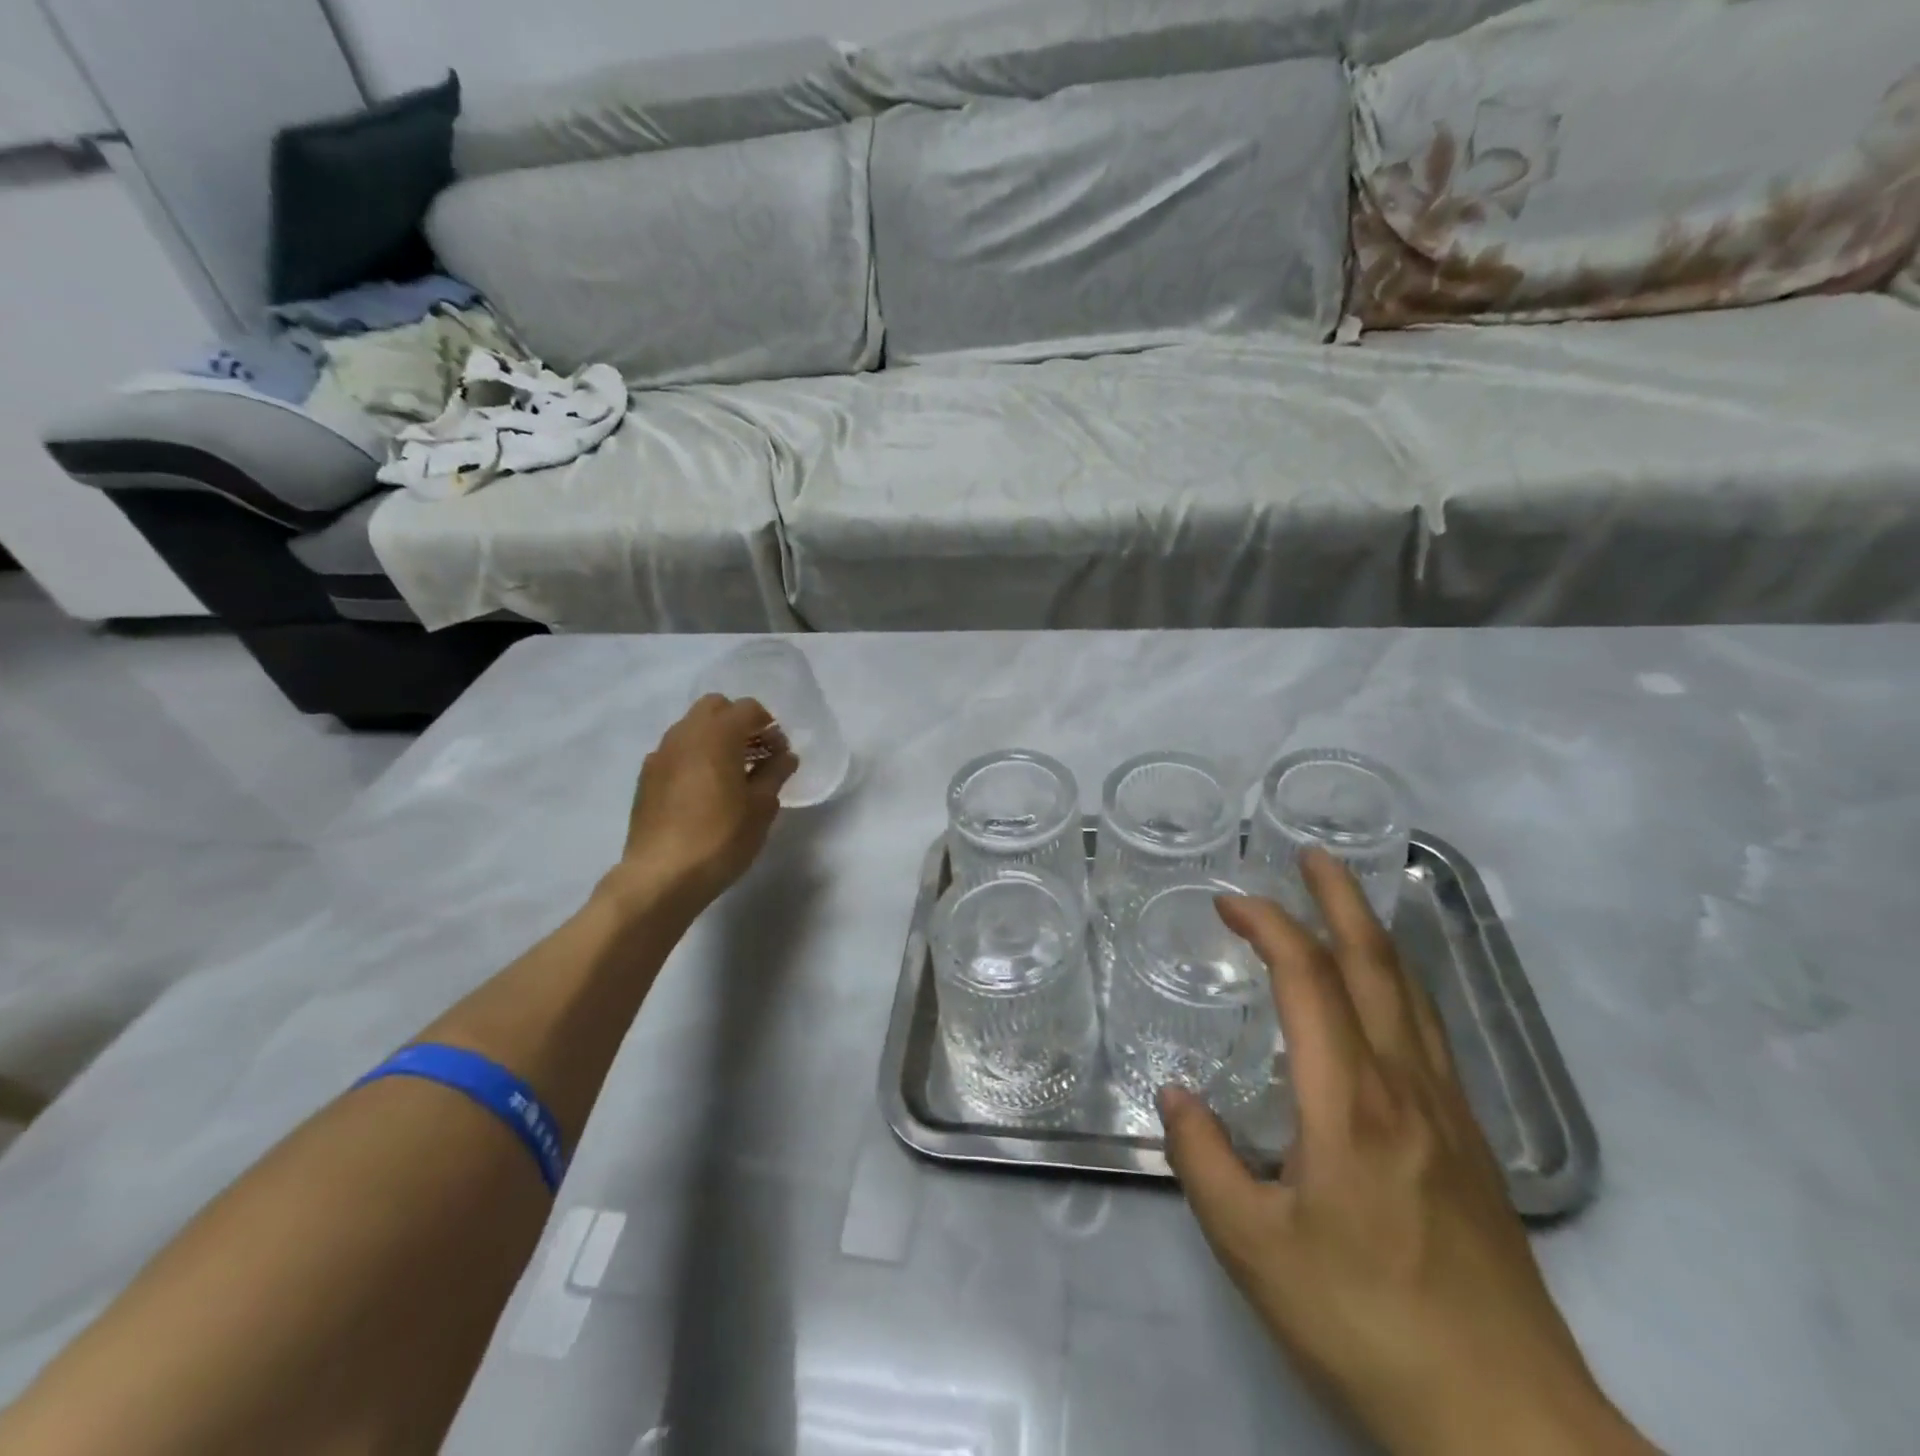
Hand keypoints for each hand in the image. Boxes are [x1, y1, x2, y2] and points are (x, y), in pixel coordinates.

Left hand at [608, 694, 798, 910]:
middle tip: (756, 756)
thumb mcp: (761, 807)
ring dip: (715, 740)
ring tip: (733, 775)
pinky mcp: (646, 778)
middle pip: (715, 708)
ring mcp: (660, 755)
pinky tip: (705, 792)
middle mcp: (684, 734)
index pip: (748, 708)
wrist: (661, 876)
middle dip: (738, 723)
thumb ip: (775, 773)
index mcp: (716, 734)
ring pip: (692, 728)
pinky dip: (695, 758)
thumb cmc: (721, 837)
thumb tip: (785, 756)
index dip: (769, 726)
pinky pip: (676, 752)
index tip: (780, 754)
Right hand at [1160, 852, 1655, 1455]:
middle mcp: (1406, 1086)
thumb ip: (1204, 1161)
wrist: (1510, 1424)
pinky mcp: (1472, 1142)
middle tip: (1309, 853)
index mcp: (1350, 1101)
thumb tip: (1174, 1095)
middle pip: (1374, 963)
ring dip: (1372, 932)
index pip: (1307, 978)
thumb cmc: (1368, 1325)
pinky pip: (1429, 1029)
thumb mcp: (1254, 1250)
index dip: (1268, 924)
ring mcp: (1449, 1111)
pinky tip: (1386, 992)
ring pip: (1411, 991)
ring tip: (1345, 898)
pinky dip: (1399, 980)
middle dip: (1338, 897)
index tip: (1229, 900)